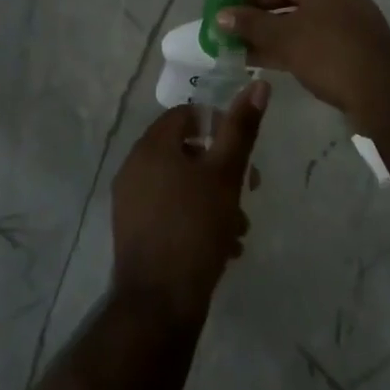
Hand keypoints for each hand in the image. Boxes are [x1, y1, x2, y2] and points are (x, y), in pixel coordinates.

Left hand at [111, 82, 268, 322]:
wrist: (158, 305)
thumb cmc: (194, 228)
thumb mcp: (226, 174)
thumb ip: (241, 128)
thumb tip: (258, 84)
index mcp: (151, 146)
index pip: (186, 115)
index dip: (219, 126)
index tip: (243, 152)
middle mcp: (134, 167)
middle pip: (186, 151)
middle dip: (222, 169)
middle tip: (249, 191)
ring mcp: (131, 202)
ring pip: (181, 185)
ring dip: (214, 199)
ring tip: (239, 229)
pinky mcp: (134, 232)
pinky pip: (170, 211)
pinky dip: (196, 219)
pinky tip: (222, 248)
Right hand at [212, 0, 389, 124]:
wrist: (385, 93)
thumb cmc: (333, 53)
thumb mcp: (286, 37)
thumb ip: (250, 25)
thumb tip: (220, 16)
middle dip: (248, 3)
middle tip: (221, 20)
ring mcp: (334, 19)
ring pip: (288, 16)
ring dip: (259, 27)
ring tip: (229, 42)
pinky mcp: (337, 45)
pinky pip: (299, 36)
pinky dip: (276, 44)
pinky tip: (251, 59)